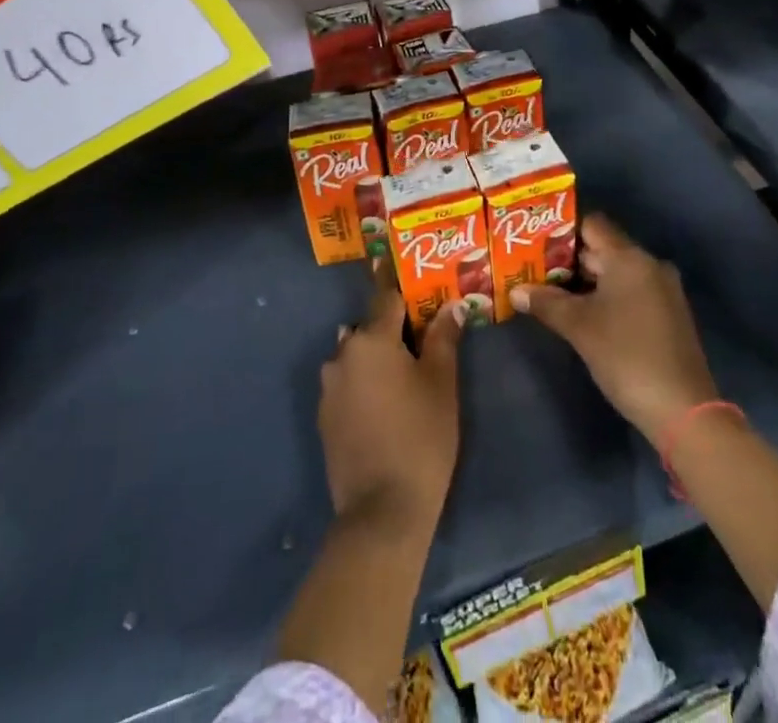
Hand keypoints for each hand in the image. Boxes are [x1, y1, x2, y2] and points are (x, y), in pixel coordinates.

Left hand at [319, 263, 464, 528]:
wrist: (382, 511)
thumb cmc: (421, 437)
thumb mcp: (442, 384)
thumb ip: (444, 338)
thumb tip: (452, 305)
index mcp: (371, 340)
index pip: (386, 296)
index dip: (400, 283)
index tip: (404, 266)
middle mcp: (342, 354)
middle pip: (370, 327)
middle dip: (392, 327)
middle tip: (420, 332)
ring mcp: (329, 387)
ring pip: (357, 356)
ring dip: (376, 356)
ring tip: (404, 371)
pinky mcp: (325, 417)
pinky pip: (347, 383)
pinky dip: (364, 382)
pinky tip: (385, 403)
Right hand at [512, 215, 718, 447]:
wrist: (683, 410)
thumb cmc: (626, 356)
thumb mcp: (579, 328)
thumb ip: (546, 303)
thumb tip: (515, 291)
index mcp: (630, 258)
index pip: (592, 225)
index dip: (562, 230)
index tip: (534, 242)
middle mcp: (649, 265)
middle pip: (602, 249)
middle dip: (567, 259)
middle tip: (533, 269)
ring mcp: (662, 290)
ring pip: (615, 273)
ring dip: (584, 281)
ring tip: (549, 292)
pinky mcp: (667, 315)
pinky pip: (629, 292)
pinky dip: (605, 297)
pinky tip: (582, 314)